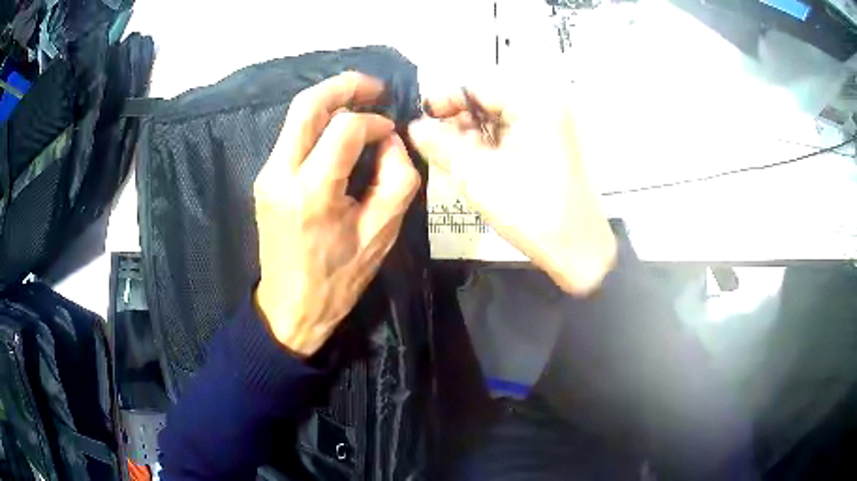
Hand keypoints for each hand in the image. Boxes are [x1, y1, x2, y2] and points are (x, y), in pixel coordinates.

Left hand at [253, 72, 419, 356]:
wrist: (290, 308)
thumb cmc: (338, 279)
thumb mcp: (381, 233)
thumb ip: (397, 179)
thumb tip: (389, 140)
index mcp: (311, 193)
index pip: (345, 129)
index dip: (374, 122)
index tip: (391, 133)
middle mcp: (280, 175)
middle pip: (306, 105)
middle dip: (343, 86)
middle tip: (374, 86)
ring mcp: (267, 175)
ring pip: (296, 116)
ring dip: (330, 101)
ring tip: (361, 102)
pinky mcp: (265, 179)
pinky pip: (292, 136)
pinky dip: (319, 123)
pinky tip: (340, 129)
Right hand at [408, 85, 615, 294]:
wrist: (575, 248)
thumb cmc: (529, 210)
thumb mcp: (477, 174)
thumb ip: (440, 144)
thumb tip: (414, 125)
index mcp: (533, 102)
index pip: (477, 87)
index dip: (444, 101)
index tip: (418, 119)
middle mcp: (545, 105)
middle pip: (488, 102)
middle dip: (457, 121)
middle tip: (432, 143)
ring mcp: (550, 125)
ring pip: (497, 119)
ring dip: (471, 135)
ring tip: (450, 156)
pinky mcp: (550, 145)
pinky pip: (510, 134)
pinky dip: (489, 145)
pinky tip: (473, 163)